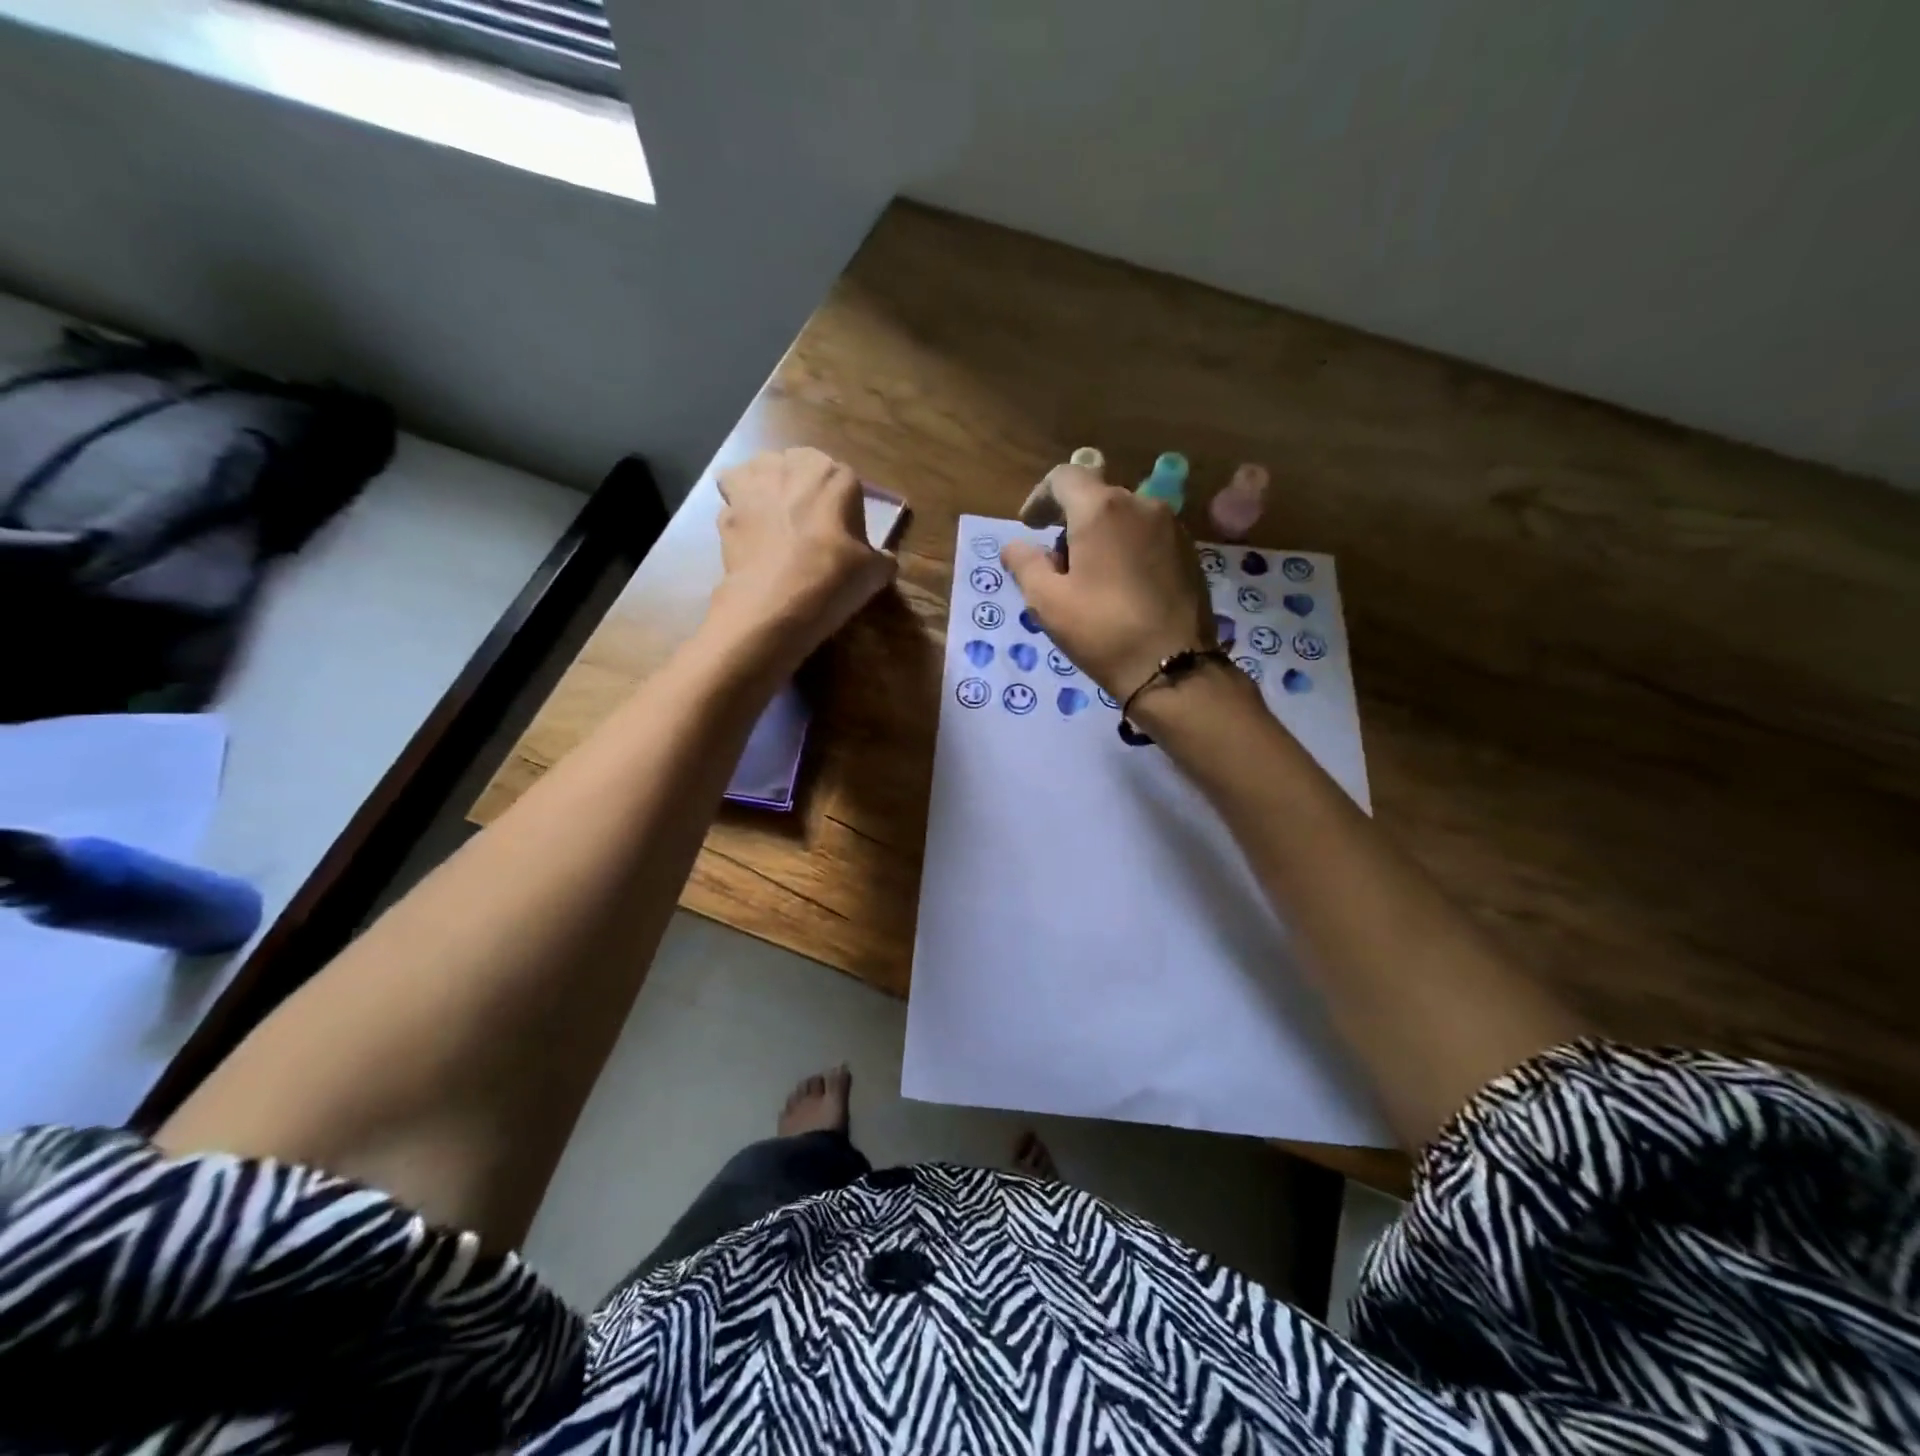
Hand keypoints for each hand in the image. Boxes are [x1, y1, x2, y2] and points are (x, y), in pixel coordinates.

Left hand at [709, 448, 897, 667]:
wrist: (776, 603)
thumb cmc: (833, 579)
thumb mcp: (874, 573)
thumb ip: (881, 559)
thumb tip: (883, 560)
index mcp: (835, 476)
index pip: (845, 480)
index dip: (844, 507)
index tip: (843, 533)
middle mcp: (792, 467)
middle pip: (797, 466)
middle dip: (800, 486)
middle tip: (807, 523)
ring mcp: (753, 486)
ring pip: (757, 472)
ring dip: (763, 487)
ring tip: (772, 518)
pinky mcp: (725, 510)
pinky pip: (733, 502)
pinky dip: (738, 515)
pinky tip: (748, 538)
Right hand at [1000, 465, 1217, 699]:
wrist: (1173, 667)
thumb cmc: (1102, 631)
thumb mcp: (1047, 601)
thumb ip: (1025, 564)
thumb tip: (1015, 546)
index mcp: (1102, 509)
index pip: (1063, 477)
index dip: (1039, 498)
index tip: (1029, 527)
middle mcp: (1141, 504)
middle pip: (1095, 496)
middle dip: (1069, 522)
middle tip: (1056, 565)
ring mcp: (1172, 526)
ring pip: (1123, 516)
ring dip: (1099, 536)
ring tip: (1089, 580)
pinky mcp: (1189, 551)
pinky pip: (1147, 536)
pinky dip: (1126, 548)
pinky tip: (1120, 587)